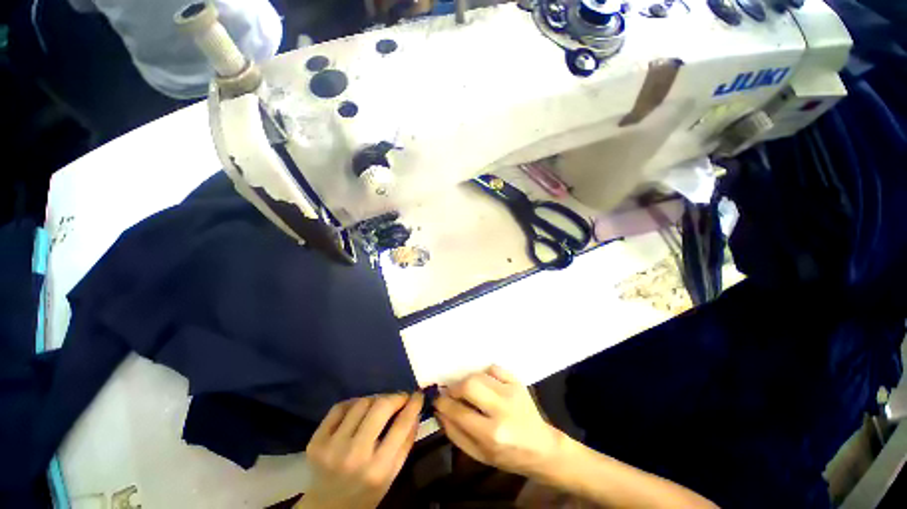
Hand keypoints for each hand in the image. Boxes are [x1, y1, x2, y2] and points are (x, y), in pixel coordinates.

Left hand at [297, 393, 423, 508]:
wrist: (326, 508)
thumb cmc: (365, 491)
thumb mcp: (392, 475)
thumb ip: (406, 443)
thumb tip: (415, 410)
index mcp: (378, 469)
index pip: (401, 425)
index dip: (413, 404)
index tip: (418, 395)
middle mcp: (355, 456)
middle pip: (380, 407)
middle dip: (394, 397)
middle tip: (400, 398)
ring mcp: (332, 447)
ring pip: (361, 403)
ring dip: (375, 399)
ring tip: (380, 405)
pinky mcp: (316, 441)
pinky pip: (339, 407)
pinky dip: (354, 403)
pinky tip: (359, 410)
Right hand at [434, 366, 563, 478]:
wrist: (541, 448)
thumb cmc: (508, 456)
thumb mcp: (479, 455)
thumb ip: (455, 434)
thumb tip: (439, 411)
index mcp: (491, 434)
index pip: (459, 412)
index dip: (443, 404)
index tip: (436, 400)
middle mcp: (502, 410)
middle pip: (469, 385)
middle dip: (455, 388)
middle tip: (452, 394)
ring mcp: (512, 392)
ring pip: (479, 375)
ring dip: (468, 382)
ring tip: (468, 392)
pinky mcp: (517, 382)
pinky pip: (493, 368)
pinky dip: (484, 374)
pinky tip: (485, 385)